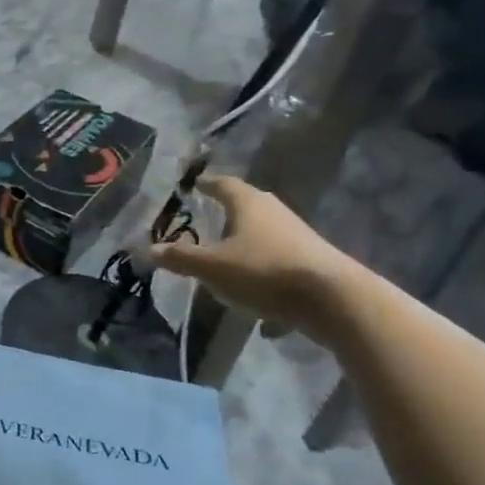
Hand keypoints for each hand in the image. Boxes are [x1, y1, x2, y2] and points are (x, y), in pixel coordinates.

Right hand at [148, 175, 353, 338]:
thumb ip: (181, 258)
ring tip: (226, 254)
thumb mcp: (213, 267)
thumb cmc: (264, 272)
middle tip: (207, 216)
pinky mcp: (312, 260)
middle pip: (246, 204)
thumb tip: (150, 249)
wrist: (334, 300)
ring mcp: (298, 235)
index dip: (206, 184)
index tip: (194, 184)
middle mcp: (274, 211)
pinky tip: (254, 292)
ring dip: (245, 240)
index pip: (223, 184)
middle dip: (226, 211)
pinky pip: (278, 258)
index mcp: (248, 203)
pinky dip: (263, 268)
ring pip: (264, 231)